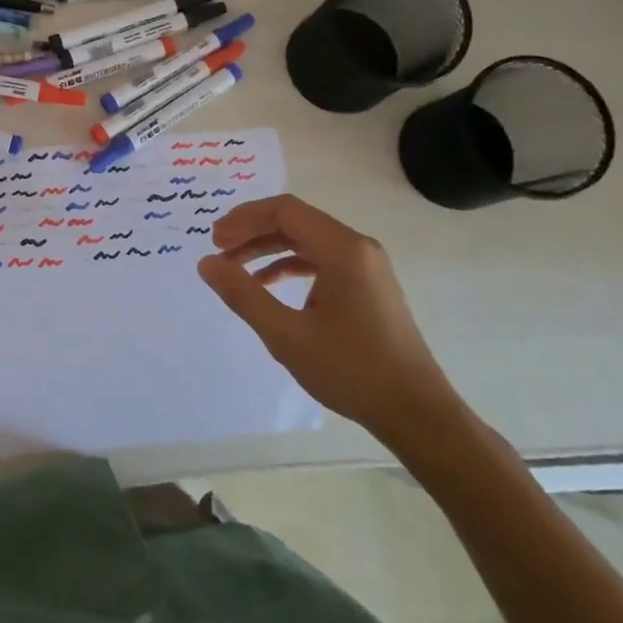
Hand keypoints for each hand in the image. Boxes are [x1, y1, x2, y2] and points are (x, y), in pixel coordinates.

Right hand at [197, 195, 462, 442]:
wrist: (415, 411)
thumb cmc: (351, 370)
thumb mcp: (286, 334)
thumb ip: (243, 295)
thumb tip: (207, 263)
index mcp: (343, 250)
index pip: (284, 211)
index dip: (244, 219)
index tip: (214, 241)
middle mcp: (358, 247)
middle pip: (295, 220)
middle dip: (252, 230)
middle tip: (218, 251)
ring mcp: (366, 266)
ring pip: (307, 239)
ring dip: (268, 247)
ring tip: (235, 267)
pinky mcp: (367, 284)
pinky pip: (321, 259)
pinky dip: (289, 264)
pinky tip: (267, 284)